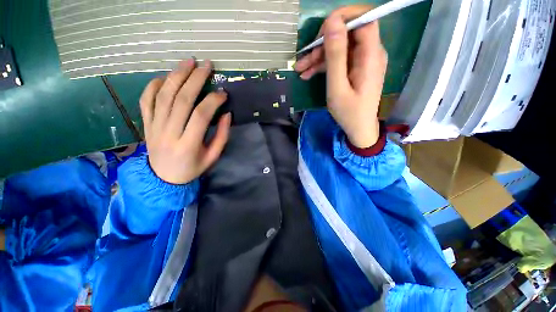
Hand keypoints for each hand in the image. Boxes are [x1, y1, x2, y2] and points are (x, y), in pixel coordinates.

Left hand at [140, 59, 230, 183]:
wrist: (163, 178)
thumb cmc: (193, 168)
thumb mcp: (213, 156)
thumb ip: (222, 136)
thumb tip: (227, 113)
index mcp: (188, 144)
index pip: (201, 115)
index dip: (213, 101)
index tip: (223, 93)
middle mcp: (169, 132)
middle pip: (180, 99)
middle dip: (195, 79)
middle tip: (206, 65)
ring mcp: (154, 126)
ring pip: (163, 95)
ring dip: (176, 76)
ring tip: (188, 62)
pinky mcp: (146, 124)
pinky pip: (146, 101)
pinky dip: (153, 86)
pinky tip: (165, 77)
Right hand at [295, 5, 387, 147]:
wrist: (358, 128)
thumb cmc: (349, 113)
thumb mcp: (337, 87)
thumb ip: (335, 56)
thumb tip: (332, 23)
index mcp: (370, 55)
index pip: (364, 19)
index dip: (343, 17)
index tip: (321, 31)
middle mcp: (369, 53)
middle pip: (347, 34)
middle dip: (323, 44)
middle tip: (304, 59)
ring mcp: (362, 61)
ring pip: (339, 48)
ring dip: (318, 57)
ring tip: (300, 70)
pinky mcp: (355, 69)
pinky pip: (339, 60)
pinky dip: (323, 65)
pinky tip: (308, 74)